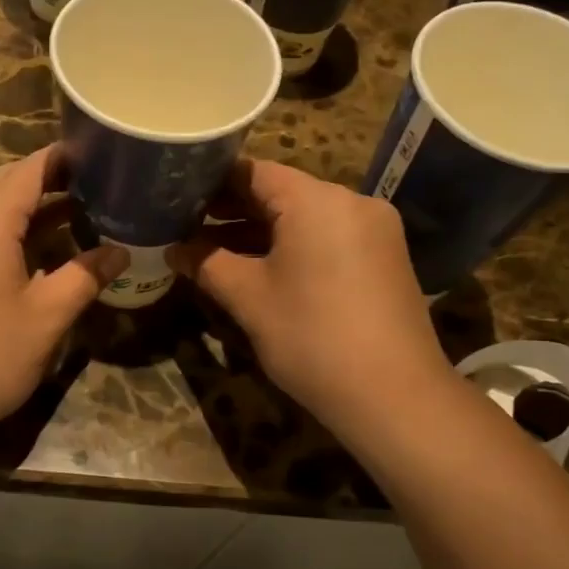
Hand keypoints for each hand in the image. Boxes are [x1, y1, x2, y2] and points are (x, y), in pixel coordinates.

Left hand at [0, 146, 124, 442]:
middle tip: (91, 183)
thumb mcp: (47, 317)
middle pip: (4, 181)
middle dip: (46, 177)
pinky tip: (36, 251)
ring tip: (74, 211)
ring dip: (27, 204)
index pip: (28, 170)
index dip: (63, 157)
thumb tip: (120, 252)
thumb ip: (85, 277)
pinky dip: (8, 227)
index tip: (98, 152)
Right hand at [168, 159, 454, 432]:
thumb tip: (173, 249)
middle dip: (233, 210)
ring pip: (305, 217)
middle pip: (281, 191)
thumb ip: (207, 264)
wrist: (395, 397)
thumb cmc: (312, 338)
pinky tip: (261, 268)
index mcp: (317, 200)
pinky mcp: (384, 258)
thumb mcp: (249, 299)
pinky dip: (293, 246)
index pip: (253, 171)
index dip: (211, 183)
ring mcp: (374, 230)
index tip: (177, 198)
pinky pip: (328, 237)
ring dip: (261, 231)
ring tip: (213, 250)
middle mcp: (351, 202)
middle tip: (187, 226)